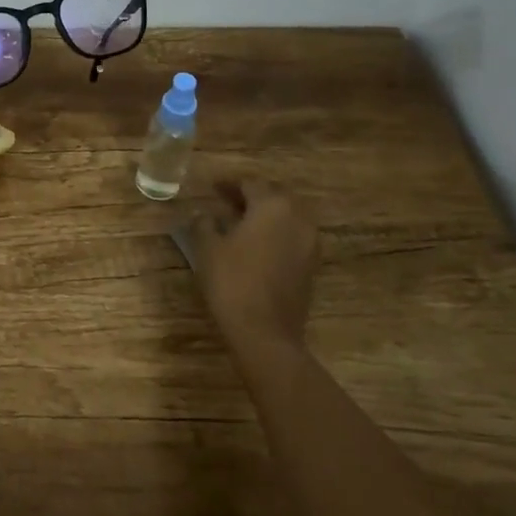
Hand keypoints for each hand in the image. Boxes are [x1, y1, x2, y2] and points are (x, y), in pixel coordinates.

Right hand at [187, 178, 321, 355]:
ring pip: (287, 216)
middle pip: (274, 196)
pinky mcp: (311, 264)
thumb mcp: (207, 248)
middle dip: (251, 195)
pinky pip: (293, 236)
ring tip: (240, 221)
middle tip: (226, 200)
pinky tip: (256, 244)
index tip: (211, 187)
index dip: (228, 184)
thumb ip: (204, 223)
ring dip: (266, 214)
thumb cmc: (232, 282)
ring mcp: (310, 242)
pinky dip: (276, 232)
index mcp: (273, 206)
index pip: (250, 184)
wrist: (265, 332)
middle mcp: (298, 218)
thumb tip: (206, 215)